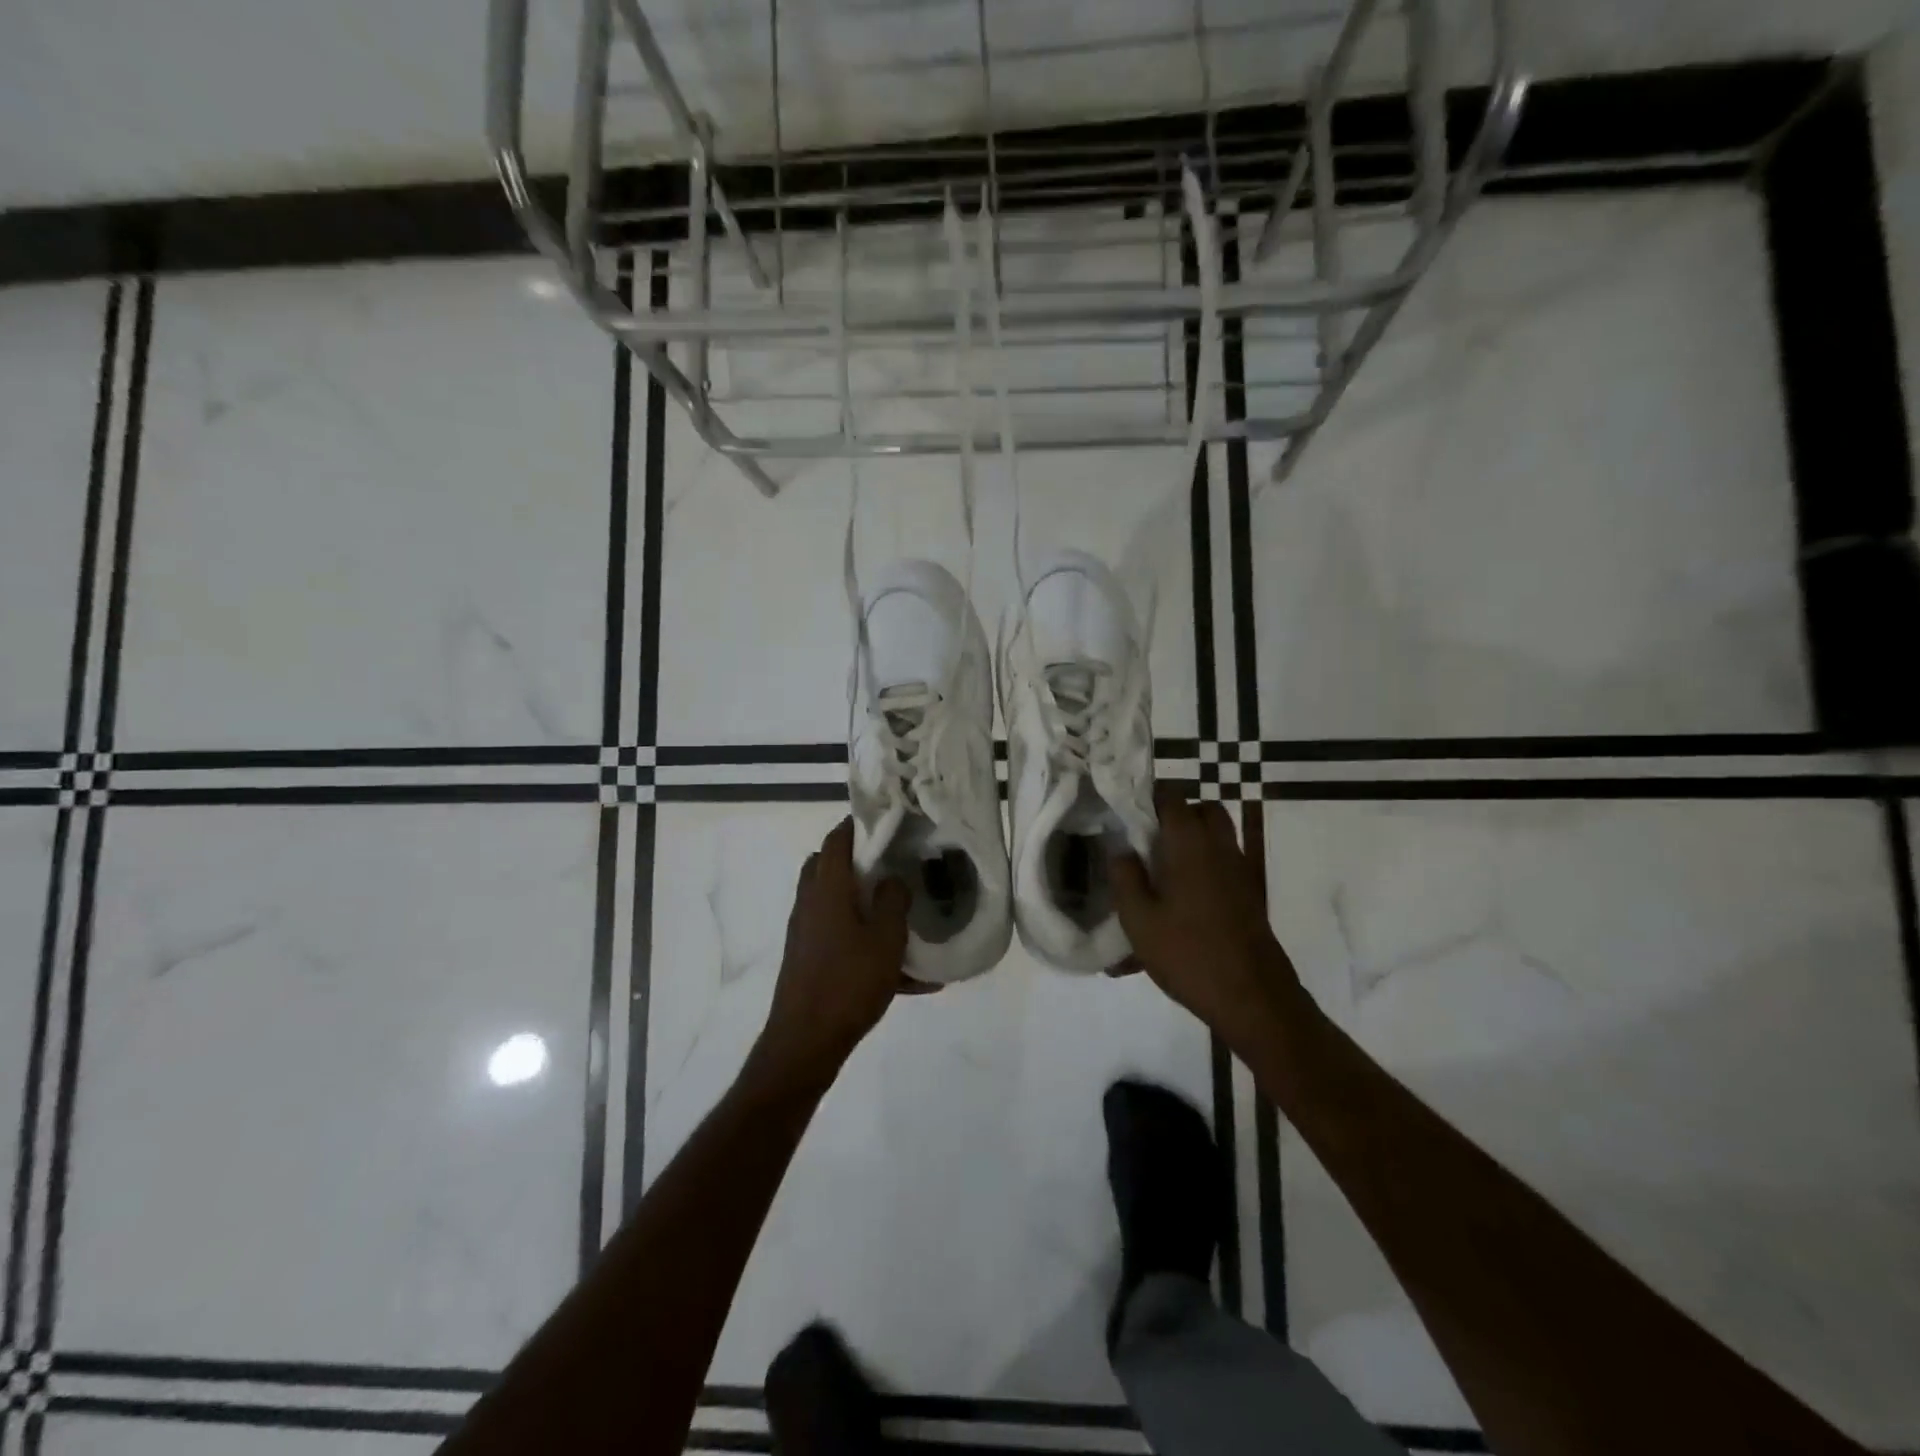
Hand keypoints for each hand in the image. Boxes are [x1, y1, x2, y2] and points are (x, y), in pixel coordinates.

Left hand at [749, 818, 916, 1093]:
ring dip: (860, 902)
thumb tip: (892, 879)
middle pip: (828, 866)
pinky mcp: (807, 959)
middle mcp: (809, 903)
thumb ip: (893, 901)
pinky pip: (838, 938)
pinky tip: (904, 975)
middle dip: (858, 861)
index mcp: (827, 889)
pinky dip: (863, 942)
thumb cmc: (848, 982)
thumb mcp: (886, 939)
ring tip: (898, 915)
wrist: (806, 1042)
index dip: (858, 825)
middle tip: (892, 865)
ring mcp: (804, 932)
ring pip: (833, 902)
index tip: (886, 821)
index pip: (837, 840)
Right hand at [1110, 788, 1303, 1036]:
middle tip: (1147, 838)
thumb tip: (1121, 850)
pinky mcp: (1249, 896)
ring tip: (1160, 871)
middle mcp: (1221, 848)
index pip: (1172, 797)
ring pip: (1217, 837)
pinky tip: (1179, 902)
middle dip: (1176, 816)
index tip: (1125, 810)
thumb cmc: (1189, 954)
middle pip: (1203, 811)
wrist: (1254, 999)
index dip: (1148, 796)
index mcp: (1191, 845)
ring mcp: (1240, 872)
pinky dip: (1203, 868)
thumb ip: (1125, 878)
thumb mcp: (1139, 920)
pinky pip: (1223, 866)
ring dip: (1191, 842)